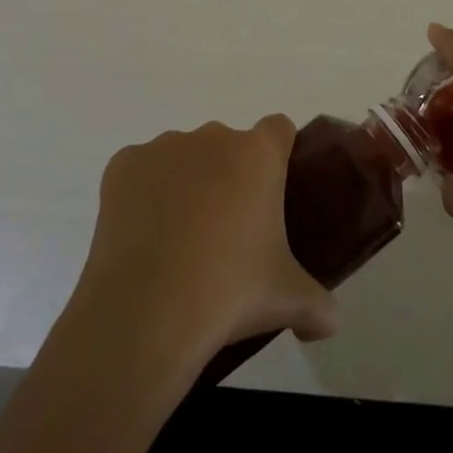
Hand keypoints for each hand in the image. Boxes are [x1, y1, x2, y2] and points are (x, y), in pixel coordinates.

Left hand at [72, 117, 337, 365]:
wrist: (146, 311)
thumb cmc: (230, 292)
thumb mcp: (290, 300)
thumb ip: (319, 306)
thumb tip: (330, 323)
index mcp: (258, 154)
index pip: (279, 129)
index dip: (279, 156)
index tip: (273, 194)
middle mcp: (212, 137)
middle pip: (228, 146)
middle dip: (229, 177)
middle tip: (229, 232)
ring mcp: (163, 147)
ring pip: (183, 157)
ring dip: (186, 184)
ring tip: (180, 243)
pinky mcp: (122, 165)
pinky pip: (141, 172)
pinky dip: (144, 195)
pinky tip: (144, 238)